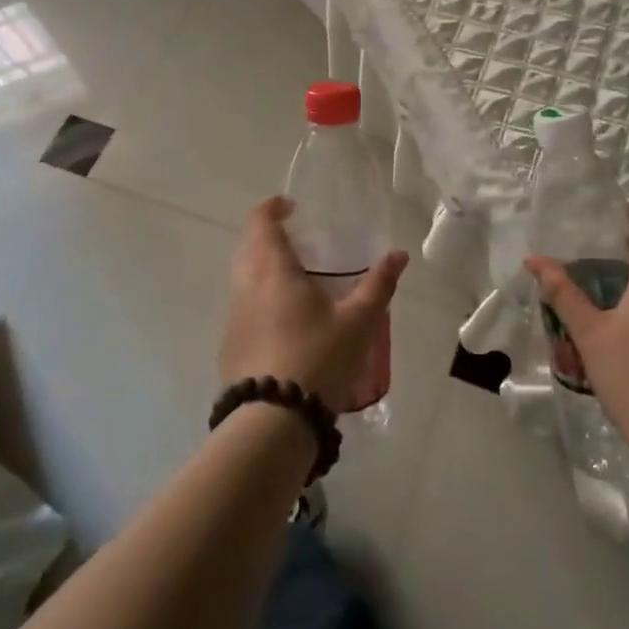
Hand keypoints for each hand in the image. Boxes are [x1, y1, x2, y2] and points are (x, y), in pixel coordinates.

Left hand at [220, 196, 407, 412]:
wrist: (272, 422)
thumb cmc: (317, 359)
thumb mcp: (358, 322)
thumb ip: (378, 285)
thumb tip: (398, 254)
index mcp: (273, 270)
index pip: (261, 222)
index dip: (273, 208)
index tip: (291, 206)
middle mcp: (246, 287)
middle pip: (249, 248)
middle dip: (270, 238)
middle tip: (301, 244)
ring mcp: (234, 318)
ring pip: (244, 279)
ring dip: (265, 270)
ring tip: (299, 282)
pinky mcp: (230, 347)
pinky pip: (244, 308)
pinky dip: (262, 300)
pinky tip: (287, 323)